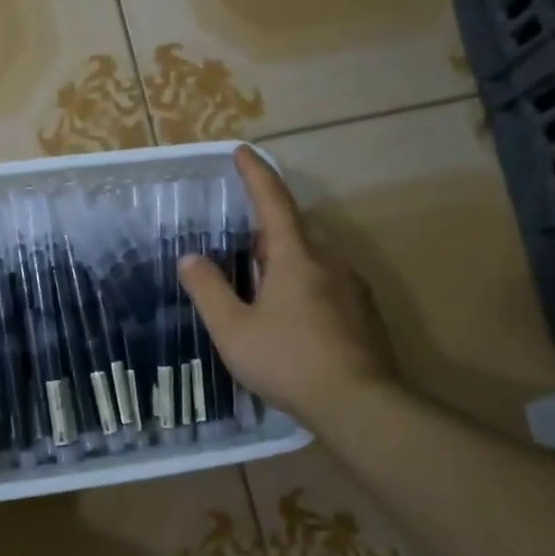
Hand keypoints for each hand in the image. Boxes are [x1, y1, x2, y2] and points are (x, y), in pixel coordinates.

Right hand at [178, 146, 402, 429]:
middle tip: (239, 252)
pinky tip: (292, 321)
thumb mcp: (234, 330)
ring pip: (312, 260)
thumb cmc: (289, 361)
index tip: (241, 151)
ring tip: (260, 293)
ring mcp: (352, 287)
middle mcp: (329, 261)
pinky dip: (304, 287)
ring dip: (284, 264)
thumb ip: (209, 290)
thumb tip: (190, 258)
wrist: (361, 404)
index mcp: (296, 256)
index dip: (255, 174)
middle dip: (265, 234)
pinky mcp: (364, 312)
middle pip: (292, 232)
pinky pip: (327, 283)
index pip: (273, 201)